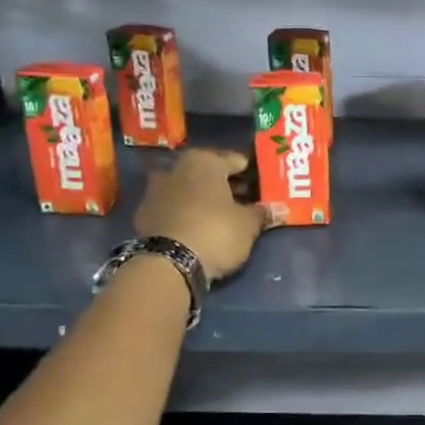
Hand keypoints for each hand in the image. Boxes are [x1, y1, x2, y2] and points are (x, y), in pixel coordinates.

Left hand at [132, 150, 266, 282]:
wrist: (168, 264)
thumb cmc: (215, 231)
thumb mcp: (248, 224)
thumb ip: (262, 213)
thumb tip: (280, 209)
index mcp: (204, 161)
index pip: (236, 160)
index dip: (253, 173)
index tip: (265, 185)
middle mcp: (176, 168)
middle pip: (209, 174)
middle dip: (228, 186)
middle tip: (248, 201)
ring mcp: (155, 191)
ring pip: (189, 190)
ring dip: (205, 200)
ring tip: (225, 217)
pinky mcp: (144, 216)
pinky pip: (175, 209)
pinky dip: (188, 214)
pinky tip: (201, 229)